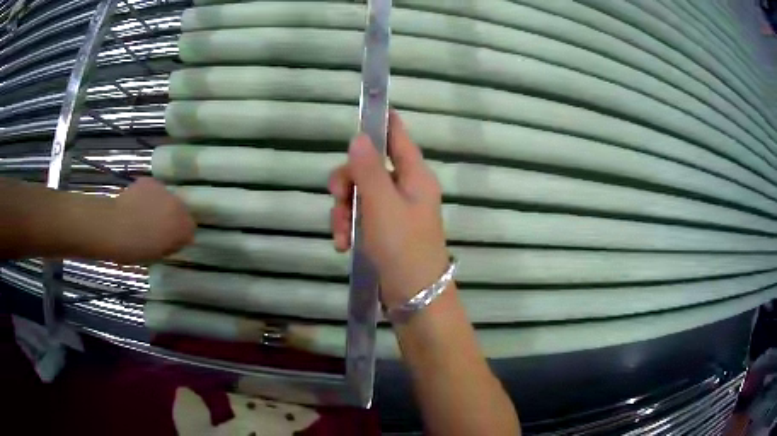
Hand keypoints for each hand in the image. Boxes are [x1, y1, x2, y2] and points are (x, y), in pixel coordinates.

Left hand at [110, 177, 195, 262]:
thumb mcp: (158, 255)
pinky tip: (137, 205)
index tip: (169, 242)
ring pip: (167, 198)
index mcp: (182, 226)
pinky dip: (148, 196)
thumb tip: (172, 239)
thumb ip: (171, 244)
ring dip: (161, 205)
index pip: (190, 229)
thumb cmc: (136, 248)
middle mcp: (177, 204)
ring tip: (145, 215)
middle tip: (157, 229)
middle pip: (180, 210)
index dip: (180, 235)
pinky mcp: (150, 181)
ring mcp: (163, 189)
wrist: (114, 226)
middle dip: (172, 218)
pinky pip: (153, 189)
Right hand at [328, 111, 449, 307]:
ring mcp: (395, 210)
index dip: (380, 122)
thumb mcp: (382, 204)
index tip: (360, 113)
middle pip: (368, 166)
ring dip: (344, 211)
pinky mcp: (385, 230)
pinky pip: (361, 217)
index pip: (398, 136)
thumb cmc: (403, 247)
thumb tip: (359, 136)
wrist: (415, 297)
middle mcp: (406, 188)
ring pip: (359, 193)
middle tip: (338, 200)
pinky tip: (343, 245)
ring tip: (341, 236)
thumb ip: (369, 169)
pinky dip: (349, 227)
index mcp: (414, 175)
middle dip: (347, 182)